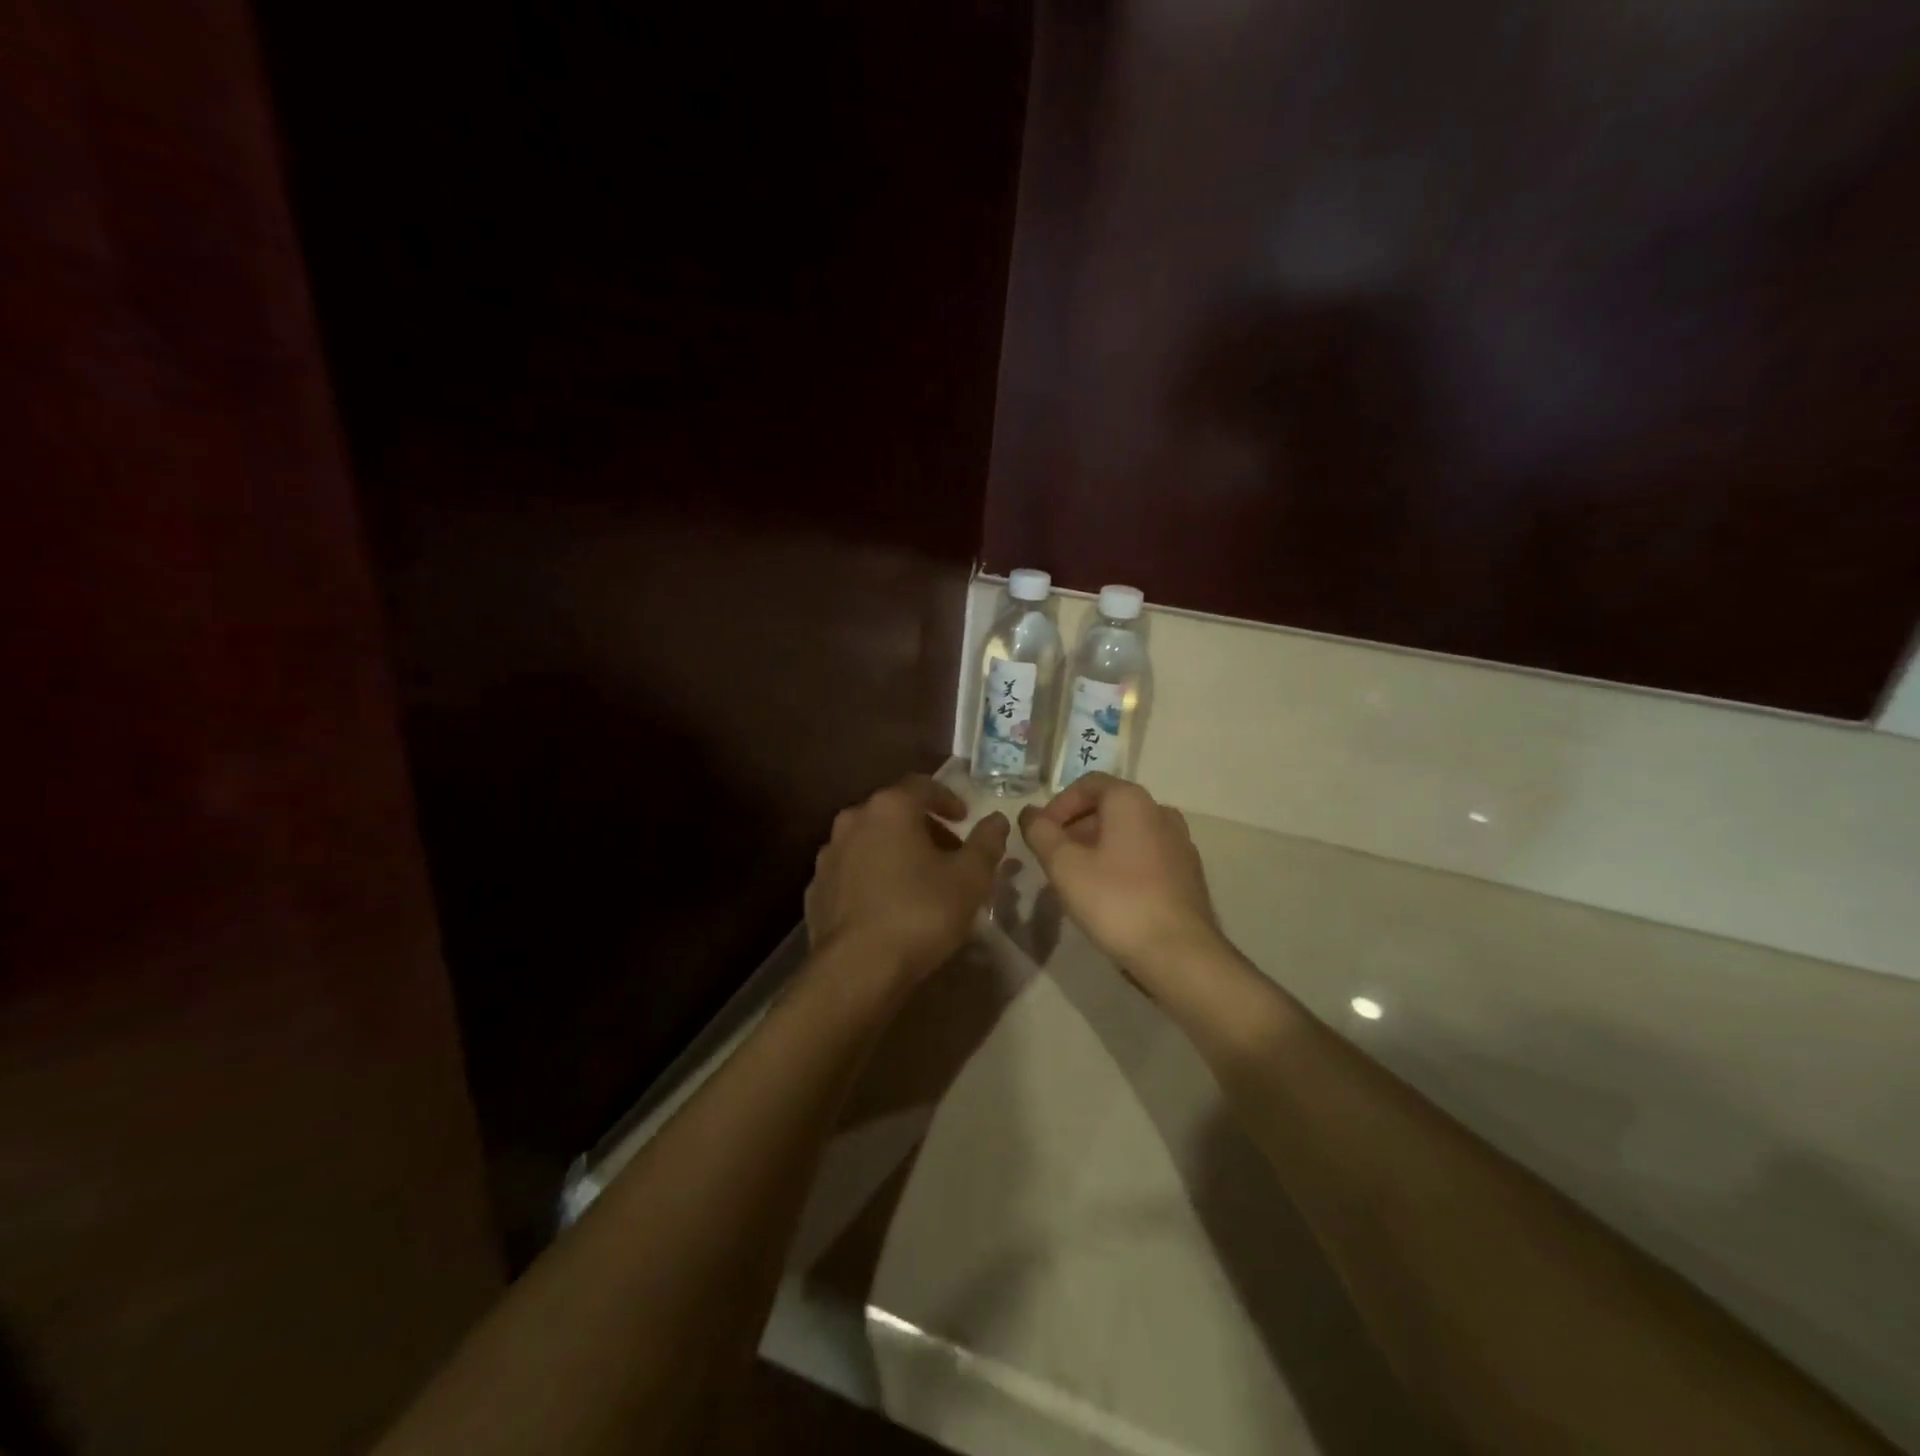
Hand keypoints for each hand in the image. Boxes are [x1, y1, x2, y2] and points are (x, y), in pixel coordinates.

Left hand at [806, 776, 1009, 980]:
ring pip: (869, 840)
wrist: (856, 969)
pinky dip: (872, 876)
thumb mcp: (970, 878)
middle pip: (893, 812)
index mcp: (890, 808)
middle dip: (923, 827)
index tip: (964, 818)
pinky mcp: (815, 889)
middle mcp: (853, 821)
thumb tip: (997, 820)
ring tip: (919, 880)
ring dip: (895, 850)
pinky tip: (887, 903)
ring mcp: (829, 855)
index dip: (947, 798)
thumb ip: (986, 843)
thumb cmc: (920, 913)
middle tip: (948, 852)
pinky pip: (852, 871)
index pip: (922, 785)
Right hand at [1018, 774, 1222, 979]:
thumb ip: (1041, 833)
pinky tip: (1107, 895)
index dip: (1058, 804)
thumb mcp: (1064, 866)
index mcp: (1132, 801)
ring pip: (1128, 833)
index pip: (1088, 783)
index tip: (1041, 833)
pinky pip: (1146, 856)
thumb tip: (1029, 814)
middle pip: (1109, 807)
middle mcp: (1160, 812)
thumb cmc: (1116, 901)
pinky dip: (1121, 863)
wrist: (1179, 953)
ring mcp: (1179, 843)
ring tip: (1076, 878)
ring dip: (1097, 847)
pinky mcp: (1188, 874)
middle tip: (1053, 857)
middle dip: (1075, 827)